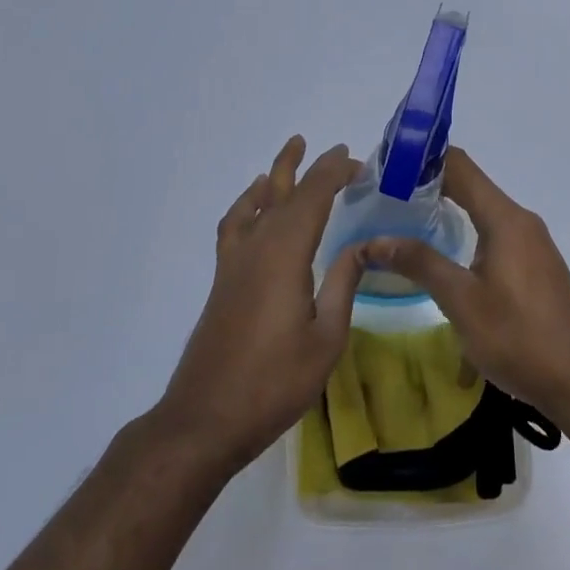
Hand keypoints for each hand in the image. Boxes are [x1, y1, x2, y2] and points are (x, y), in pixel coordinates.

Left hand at [157, 136, 366, 470]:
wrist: (207, 417)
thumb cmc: (275, 383)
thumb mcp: (327, 338)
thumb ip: (344, 285)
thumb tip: (362, 246)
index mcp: (286, 255)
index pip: (313, 197)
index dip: (335, 173)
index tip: (358, 162)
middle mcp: (257, 247)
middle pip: (286, 193)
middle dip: (313, 169)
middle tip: (338, 151)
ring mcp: (235, 261)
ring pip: (257, 202)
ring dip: (277, 175)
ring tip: (292, 152)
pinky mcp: (223, 278)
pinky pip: (235, 224)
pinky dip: (247, 204)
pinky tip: (256, 204)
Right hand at [365, 147, 569, 424]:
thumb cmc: (519, 338)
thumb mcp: (462, 301)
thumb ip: (419, 263)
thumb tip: (373, 240)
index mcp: (505, 219)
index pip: (460, 166)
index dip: (423, 158)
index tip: (386, 164)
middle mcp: (521, 221)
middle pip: (470, 186)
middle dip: (427, 185)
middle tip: (383, 194)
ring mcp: (531, 244)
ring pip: (482, 211)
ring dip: (446, 210)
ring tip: (403, 220)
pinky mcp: (535, 266)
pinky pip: (493, 233)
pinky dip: (465, 232)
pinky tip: (441, 256)